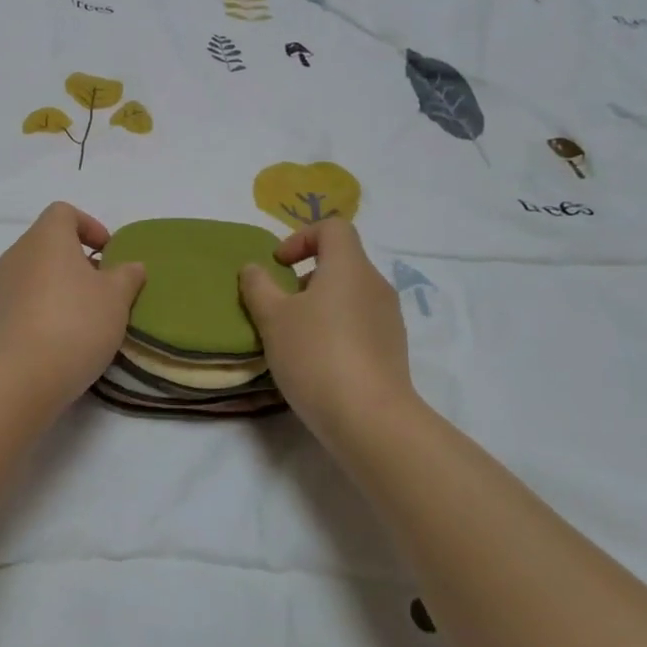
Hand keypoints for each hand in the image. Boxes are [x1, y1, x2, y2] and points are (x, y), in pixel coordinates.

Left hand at [0, 203, 145, 408]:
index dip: (89, 225)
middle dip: (76, 259)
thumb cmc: (76, 322)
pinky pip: (23, 298)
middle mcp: (18, 252)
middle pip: (48, 242)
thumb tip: (132, 266)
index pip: (63, 212)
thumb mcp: (116, 298)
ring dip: (59, 284)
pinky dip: (42, 306)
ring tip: (83, 315)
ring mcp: (1, 283)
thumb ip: (127, 276)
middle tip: (102, 287)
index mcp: (47, 237)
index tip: (108, 253)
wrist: (21, 374)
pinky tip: (60, 335)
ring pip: (35, 271)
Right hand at [238, 219, 416, 436]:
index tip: (279, 265)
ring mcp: (389, 318)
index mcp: (349, 267)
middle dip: (306, 275)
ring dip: (320, 304)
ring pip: (350, 294)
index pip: (333, 227)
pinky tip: (317, 361)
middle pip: (341, 261)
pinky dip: (336, 328)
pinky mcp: (392, 349)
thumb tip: (254, 268)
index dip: (301, 237)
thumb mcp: (272, 318)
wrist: (370, 419)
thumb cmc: (316, 354)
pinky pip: (360, 322)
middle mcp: (375, 285)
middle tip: (279, 304)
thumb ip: (259, 286)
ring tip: (294, 336)